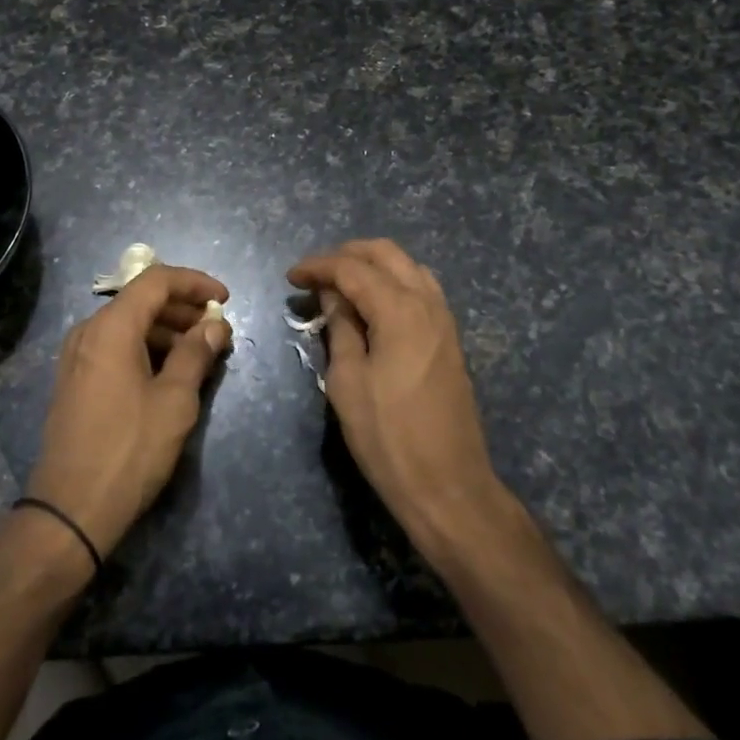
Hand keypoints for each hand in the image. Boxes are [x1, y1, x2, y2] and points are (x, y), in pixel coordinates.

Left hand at [24, 264, 230, 560]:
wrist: (70, 510)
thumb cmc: (129, 450)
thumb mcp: (174, 401)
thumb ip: (195, 354)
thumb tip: (214, 326)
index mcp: (111, 327)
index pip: (156, 280)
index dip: (194, 283)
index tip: (225, 299)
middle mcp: (88, 331)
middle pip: (140, 300)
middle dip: (183, 308)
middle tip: (216, 330)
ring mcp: (76, 356)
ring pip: (128, 324)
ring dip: (166, 329)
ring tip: (199, 352)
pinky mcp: (75, 380)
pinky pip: (114, 346)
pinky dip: (145, 347)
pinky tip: (169, 371)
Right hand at [289, 240, 503, 556]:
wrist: (448, 486)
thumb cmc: (388, 437)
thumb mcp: (347, 382)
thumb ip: (340, 329)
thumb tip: (332, 297)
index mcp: (399, 310)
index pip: (352, 269)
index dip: (318, 266)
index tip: (291, 277)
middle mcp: (427, 303)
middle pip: (386, 253)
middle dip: (347, 254)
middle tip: (315, 275)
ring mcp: (444, 319)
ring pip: (407, 267)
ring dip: (373, 265)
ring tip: (341, 286)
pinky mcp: (449, 338)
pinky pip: (420, 289)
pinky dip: (393, 283)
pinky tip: (373, 305)